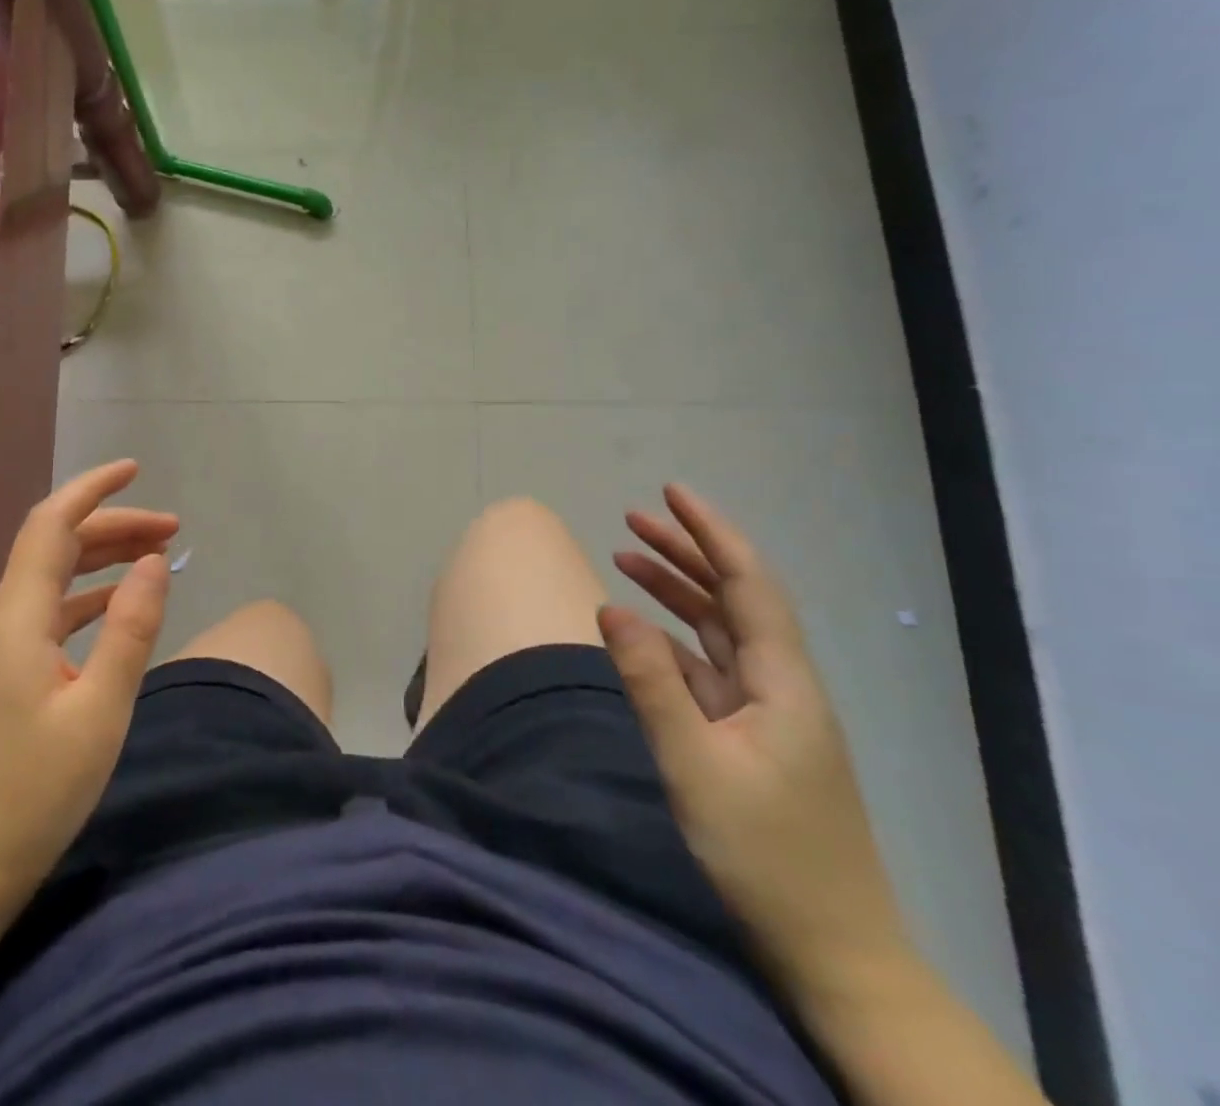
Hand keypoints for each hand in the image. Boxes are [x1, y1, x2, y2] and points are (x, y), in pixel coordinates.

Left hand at [0, 460, 177, 918]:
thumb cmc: (32, 797)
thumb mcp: (99, 713)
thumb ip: (130, 630)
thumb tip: (157, 562)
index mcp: (17, 618)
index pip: (52, 524)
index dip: (93, 489)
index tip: (136, 469)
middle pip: (55, 545)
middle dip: (113, 526)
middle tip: (173, 530)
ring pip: (52, 577)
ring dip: (102, 559)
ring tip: (156, 557)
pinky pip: (47, 611)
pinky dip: (86, 596)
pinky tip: (116, 605)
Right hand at [600, 483, 910, 996]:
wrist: (833, 952)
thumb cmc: (766, 856)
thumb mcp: (694, 765)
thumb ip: (650, 681)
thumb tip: (610, 607)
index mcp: (783, 682)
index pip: (747, 584)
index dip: (711, 533)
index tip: (670, 492)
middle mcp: (781, 685)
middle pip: (733, 598)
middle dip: (686, 552)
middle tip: (632, 517)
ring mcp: (768, 712)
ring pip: (720, 629)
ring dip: (676, 591)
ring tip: (625, 558)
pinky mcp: (752, 737)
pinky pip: (710, 667)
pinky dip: (674, 638)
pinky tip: (643, 632)